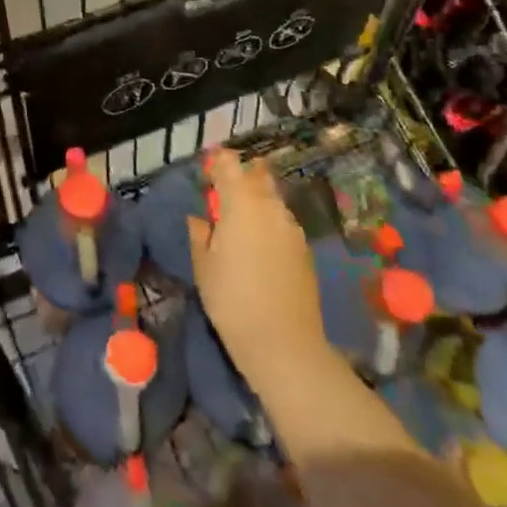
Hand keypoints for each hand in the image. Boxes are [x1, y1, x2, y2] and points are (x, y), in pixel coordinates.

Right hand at [188, 149, 329, 388]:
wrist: (284, 344)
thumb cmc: (231, 298)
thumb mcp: (202, 264)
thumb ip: (200, 233)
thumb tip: (201, 220)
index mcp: (241, 202)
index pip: (230, 163)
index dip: (218, 163)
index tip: (208, 174)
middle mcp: (270, 206)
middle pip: (258, 176)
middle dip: (242, 178)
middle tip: (224, 195)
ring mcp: (292, 228)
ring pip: (273, 200)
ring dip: (258, 202)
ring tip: (242, 224)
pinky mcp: (305, 250)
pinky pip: (284, 224)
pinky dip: (271, 225)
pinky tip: (261, 248)